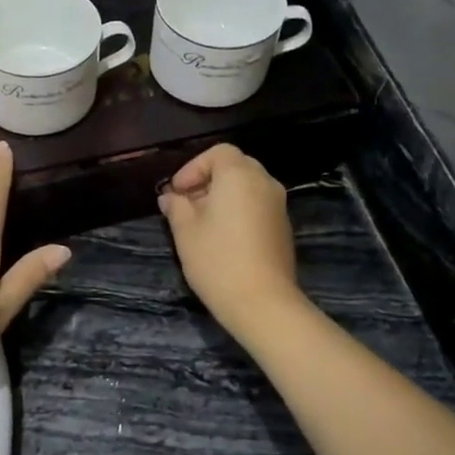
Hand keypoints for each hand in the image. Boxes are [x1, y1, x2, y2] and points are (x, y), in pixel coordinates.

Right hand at [158, 144, 304, 330]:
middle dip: (208, 180)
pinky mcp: (283, 228)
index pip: (218, 153)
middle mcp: (265, 183)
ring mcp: (279, 206)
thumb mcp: (185, 231)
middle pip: (235, 167)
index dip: (193, 168)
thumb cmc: (217, 260)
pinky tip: (223, 237)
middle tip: (186, 204)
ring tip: (201, 222)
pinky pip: (258, 206)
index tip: (177, 192)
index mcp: (240, 175)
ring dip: (224, 196)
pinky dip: (239, 210)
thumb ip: (176, 207)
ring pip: (248, 187)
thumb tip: (170, 197)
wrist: (262, 302)